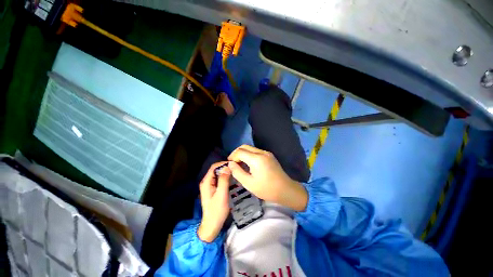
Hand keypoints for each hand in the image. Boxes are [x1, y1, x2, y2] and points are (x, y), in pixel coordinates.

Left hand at [197, 162, 230, 242]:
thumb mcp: (221, 195)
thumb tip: (227, 167)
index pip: (214, 167)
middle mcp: (206, 182)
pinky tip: (232, 178)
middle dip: (225, 167)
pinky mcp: (213, 189)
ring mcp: (209, 186)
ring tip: (235, 171)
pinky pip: (219, 179)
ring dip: (226, 171)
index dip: (223, 163)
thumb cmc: (217, 211)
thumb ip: (224, 180)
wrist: (212, 225)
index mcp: (206, 182)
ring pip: (218, 174)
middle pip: (216, 170)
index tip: (233, 164)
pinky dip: (225, 177)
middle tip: (236, 167)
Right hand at [227, 145, 307, 210]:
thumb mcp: (249, 183)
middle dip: (236, 153)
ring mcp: (266, 153)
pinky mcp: (269, 155)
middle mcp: (261, 152)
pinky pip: (256, 151)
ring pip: (250, 148)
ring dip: (243, 153)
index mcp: (256, 159)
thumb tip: (230, 164)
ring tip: (239, 163)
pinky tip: (248, 163)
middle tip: (232, 162)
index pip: (240, 151)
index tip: (229, 164)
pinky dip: (249, 155)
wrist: (286, 190)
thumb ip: (237, 172)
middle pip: (245, 146)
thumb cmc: (267, 189)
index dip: (232, 156)